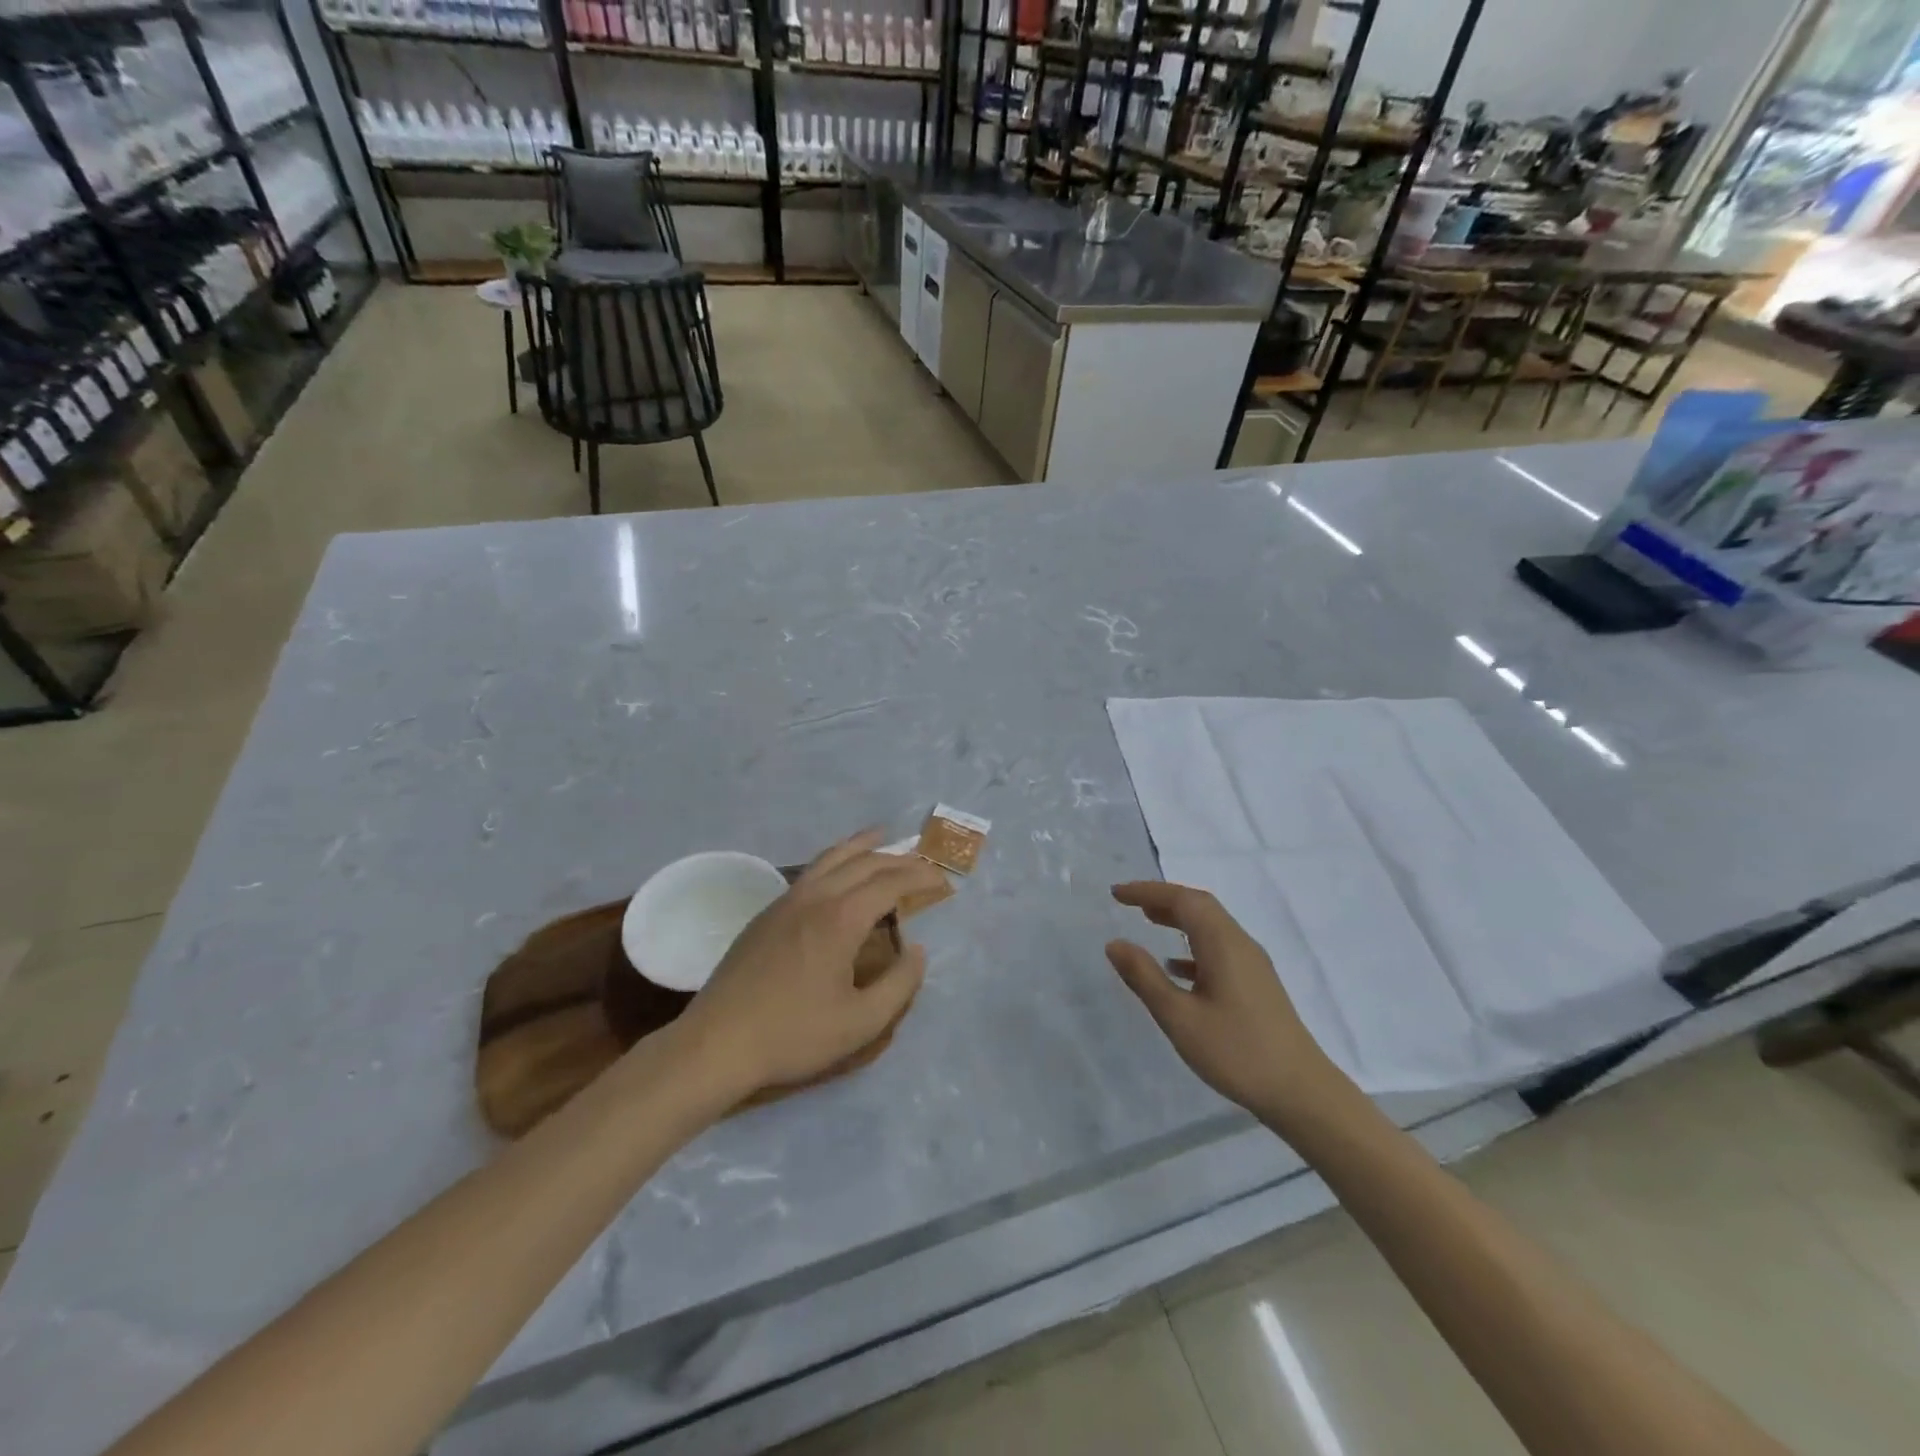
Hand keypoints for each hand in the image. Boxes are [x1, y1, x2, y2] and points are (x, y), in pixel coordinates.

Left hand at [680, 830, 946, 1096]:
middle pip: (864, 862)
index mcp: (841, 917)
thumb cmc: (794, 1034)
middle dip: (898, 858)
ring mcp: (786, 901)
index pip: (891, 882)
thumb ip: (900, 984)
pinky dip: (835, 860)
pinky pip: (811, 872)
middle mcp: (816, 897)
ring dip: (861, 846)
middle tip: (923, 863)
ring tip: (881, 836)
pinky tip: (838, 873)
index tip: (944, 881)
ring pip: (831, 858)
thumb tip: (918, 951)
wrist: (717, 1043)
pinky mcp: (767, 913)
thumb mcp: (861, 1022)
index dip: (921, 877)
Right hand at [1106, 881, 1353, 1130]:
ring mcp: (1252, 964)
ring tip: (1148, 920)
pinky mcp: (1256, 984)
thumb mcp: (1179, 1017)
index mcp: (1222, 944)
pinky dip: (1192, 944)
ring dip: (1179, 917)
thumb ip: (1145, 977)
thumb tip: (1114, 943)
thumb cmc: (1236, 1052)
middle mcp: (1239, 944)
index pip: (1182, 900)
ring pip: (1211, 926)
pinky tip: (1176, 967)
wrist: (1301, 1092)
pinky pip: (1219, 948)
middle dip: (1163, 898)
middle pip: (1199, 906)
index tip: (1116, 893)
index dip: (1147, 891)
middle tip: (1129, 901)